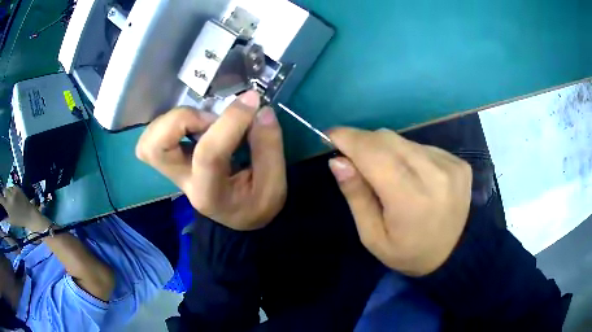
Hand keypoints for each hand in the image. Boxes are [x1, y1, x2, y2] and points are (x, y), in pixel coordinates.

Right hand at [0, 186, 48, 231]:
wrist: (29, 215)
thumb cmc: (19, 220)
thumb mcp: (11, 221)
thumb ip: (5, 217)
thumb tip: (2, 216)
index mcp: (8, 207)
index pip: (1, 198)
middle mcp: (9, 197)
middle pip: (4, 190)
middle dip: (4, 193)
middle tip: (5, 199)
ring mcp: (13, 191)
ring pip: (8, 188)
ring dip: (8, 193)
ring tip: (12, 201)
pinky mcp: (17, 187)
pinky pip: (12, 187)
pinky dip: (12, 192)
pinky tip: (16, 198)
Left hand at [136, 91, 286, 230]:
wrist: (240, 217)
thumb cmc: (256, 205)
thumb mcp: (274, 185)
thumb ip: (269, 147)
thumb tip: (260, 110)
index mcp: (209, 193)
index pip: (208, 153)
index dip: (229, 121)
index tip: (251, 101)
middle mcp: (183, 181)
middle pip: (153, 148)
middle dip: (181, 120)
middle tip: (211, 119)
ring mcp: (173, 170)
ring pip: (148, 141)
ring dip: (174, 120)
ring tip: (205, 121)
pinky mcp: (173, 159)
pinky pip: (155, 136)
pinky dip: (173, 122)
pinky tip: (198, 124)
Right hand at [328, 128, 471, 276]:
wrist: (453, 254)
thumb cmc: (407, 252)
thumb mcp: (372, 236)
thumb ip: (356, 196)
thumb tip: (338, 161)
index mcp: (409, 200)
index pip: (373, 154)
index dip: (349, 139)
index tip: (331, 135)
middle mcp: (434, 175)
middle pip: (387, 139)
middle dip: (364, 143)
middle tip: (356, 160)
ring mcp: (450, 166)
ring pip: (404, 140)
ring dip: (387, 150)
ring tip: (389, 174)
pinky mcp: (459, 163)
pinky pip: (423, 147)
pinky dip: (409, 155)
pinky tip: (413, 176)